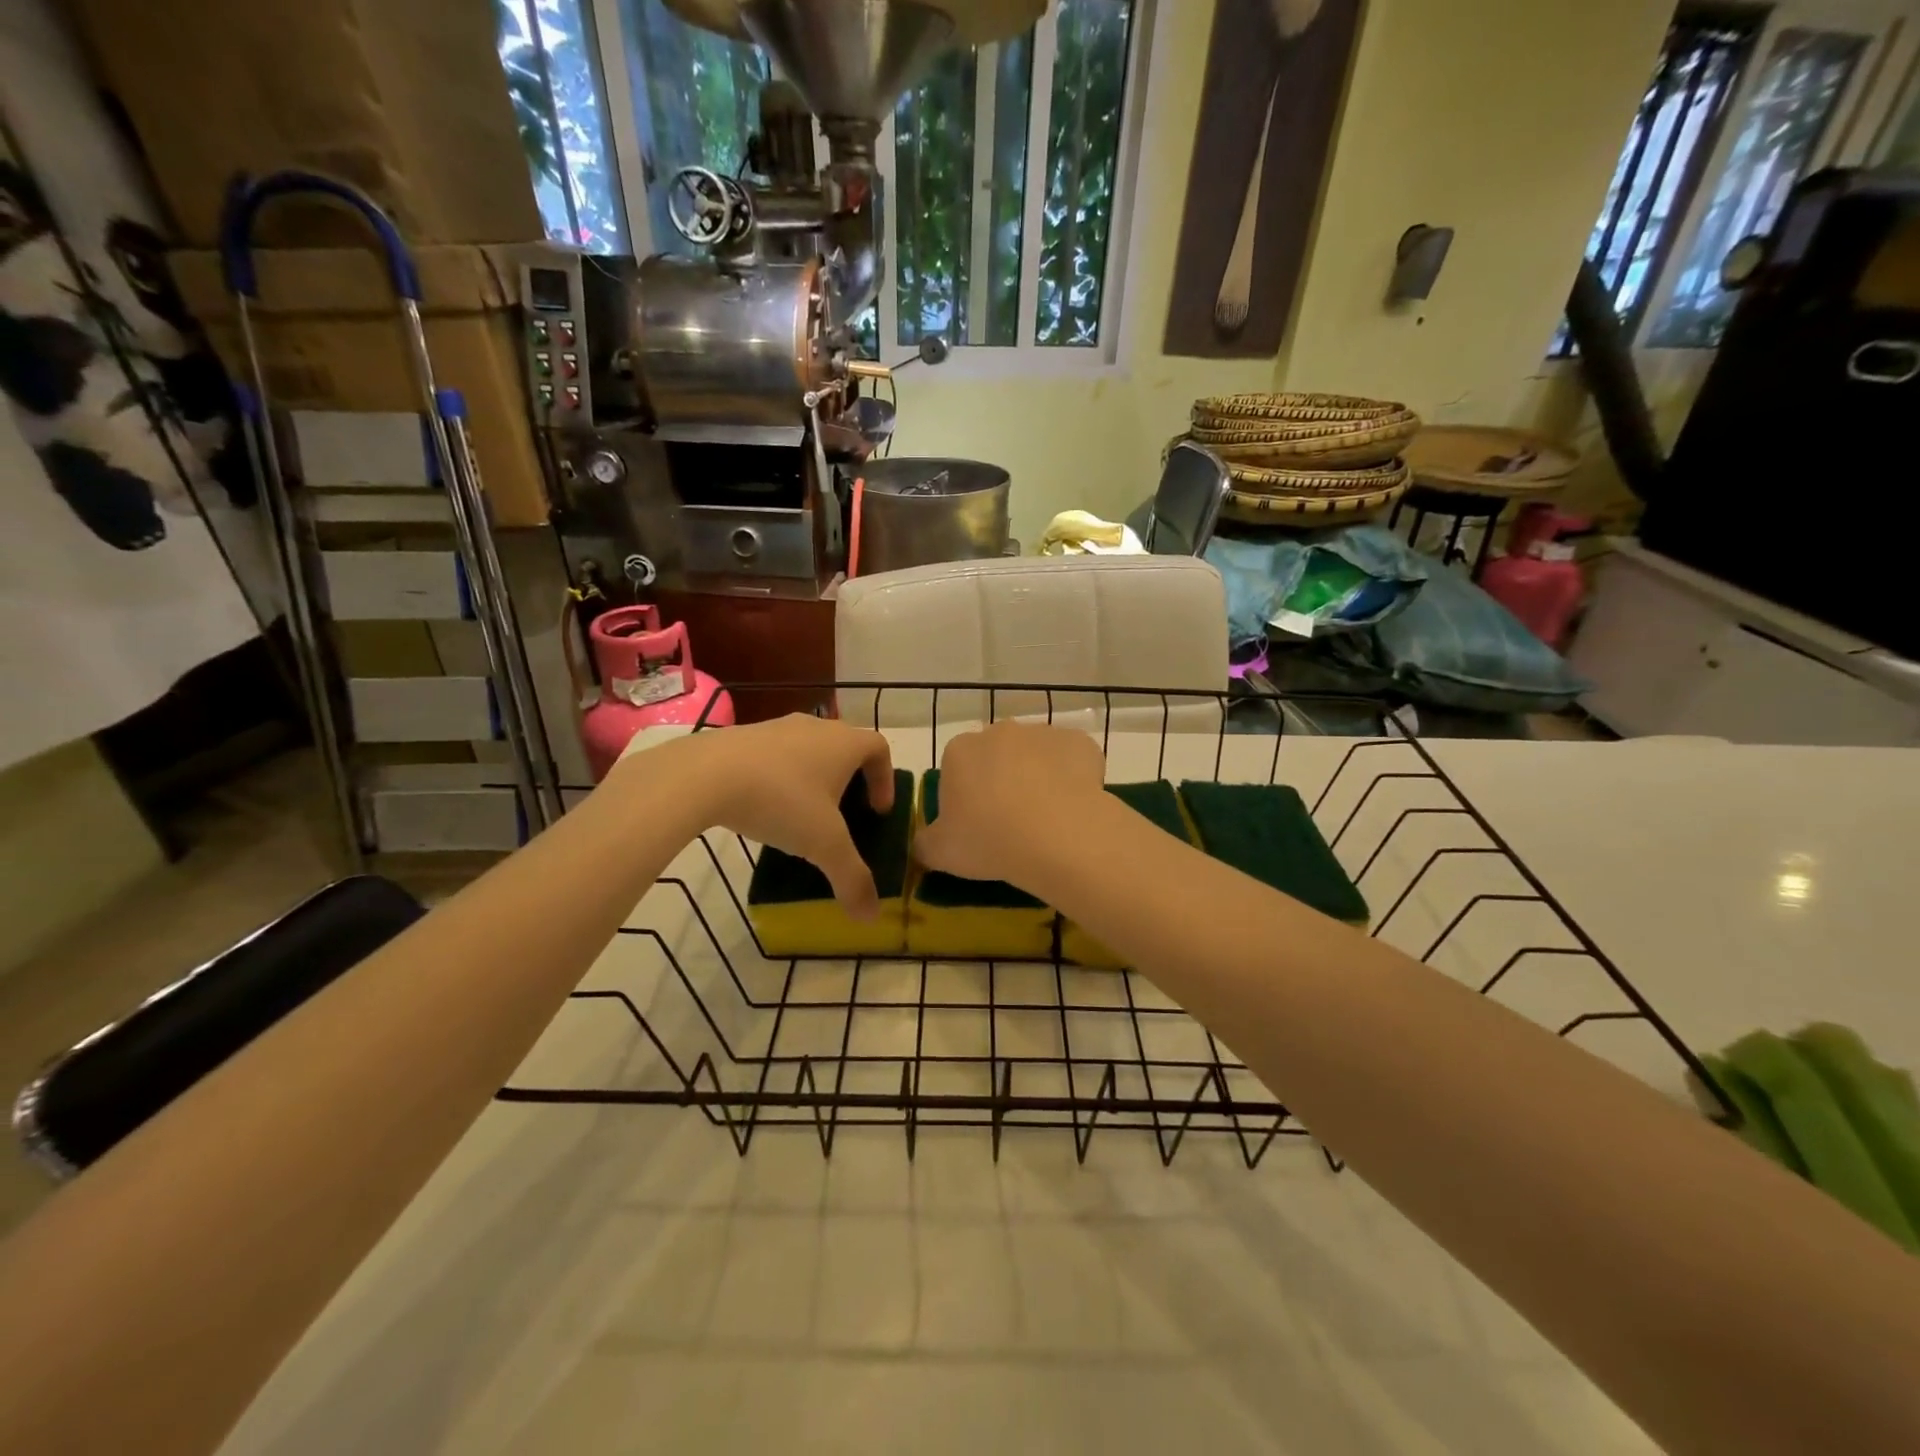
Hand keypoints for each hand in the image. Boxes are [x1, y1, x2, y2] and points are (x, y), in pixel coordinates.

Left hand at [657, 715, 895, 917]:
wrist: (704, 775)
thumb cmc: (781, 800)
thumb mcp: (823, 845)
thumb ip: (851, 878)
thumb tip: (870, 916)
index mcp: (844, 743)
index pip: (879, 748)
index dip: (885, 779)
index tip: (878, 811)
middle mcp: (815, 727)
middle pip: (844, 746)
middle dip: (850, 779)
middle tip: (844, 815)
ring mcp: (776, 727)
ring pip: (808, 749)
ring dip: (813, 778)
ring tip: (802, 815)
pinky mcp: (742, 736)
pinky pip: (774, 755)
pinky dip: (780, 777)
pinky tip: (764, 808)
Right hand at [913, 722, 1106, 885]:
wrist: (1059, 836)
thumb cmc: (989, 840)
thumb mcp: (940, 853)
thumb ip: (923, 844)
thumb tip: (921, 844)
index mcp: (960, 750)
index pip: (956, 769)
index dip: (964, 797)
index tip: (975, 826)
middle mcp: (1000, 731)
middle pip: (996, 756)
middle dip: (1001, 781)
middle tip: (1010, 823)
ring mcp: (1043, 732)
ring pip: (1035, 756)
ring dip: (1037, 777)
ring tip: (1046, 819)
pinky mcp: (1080, 742)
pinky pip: (1072, 759)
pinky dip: (1072, 778)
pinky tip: (1073, 807)